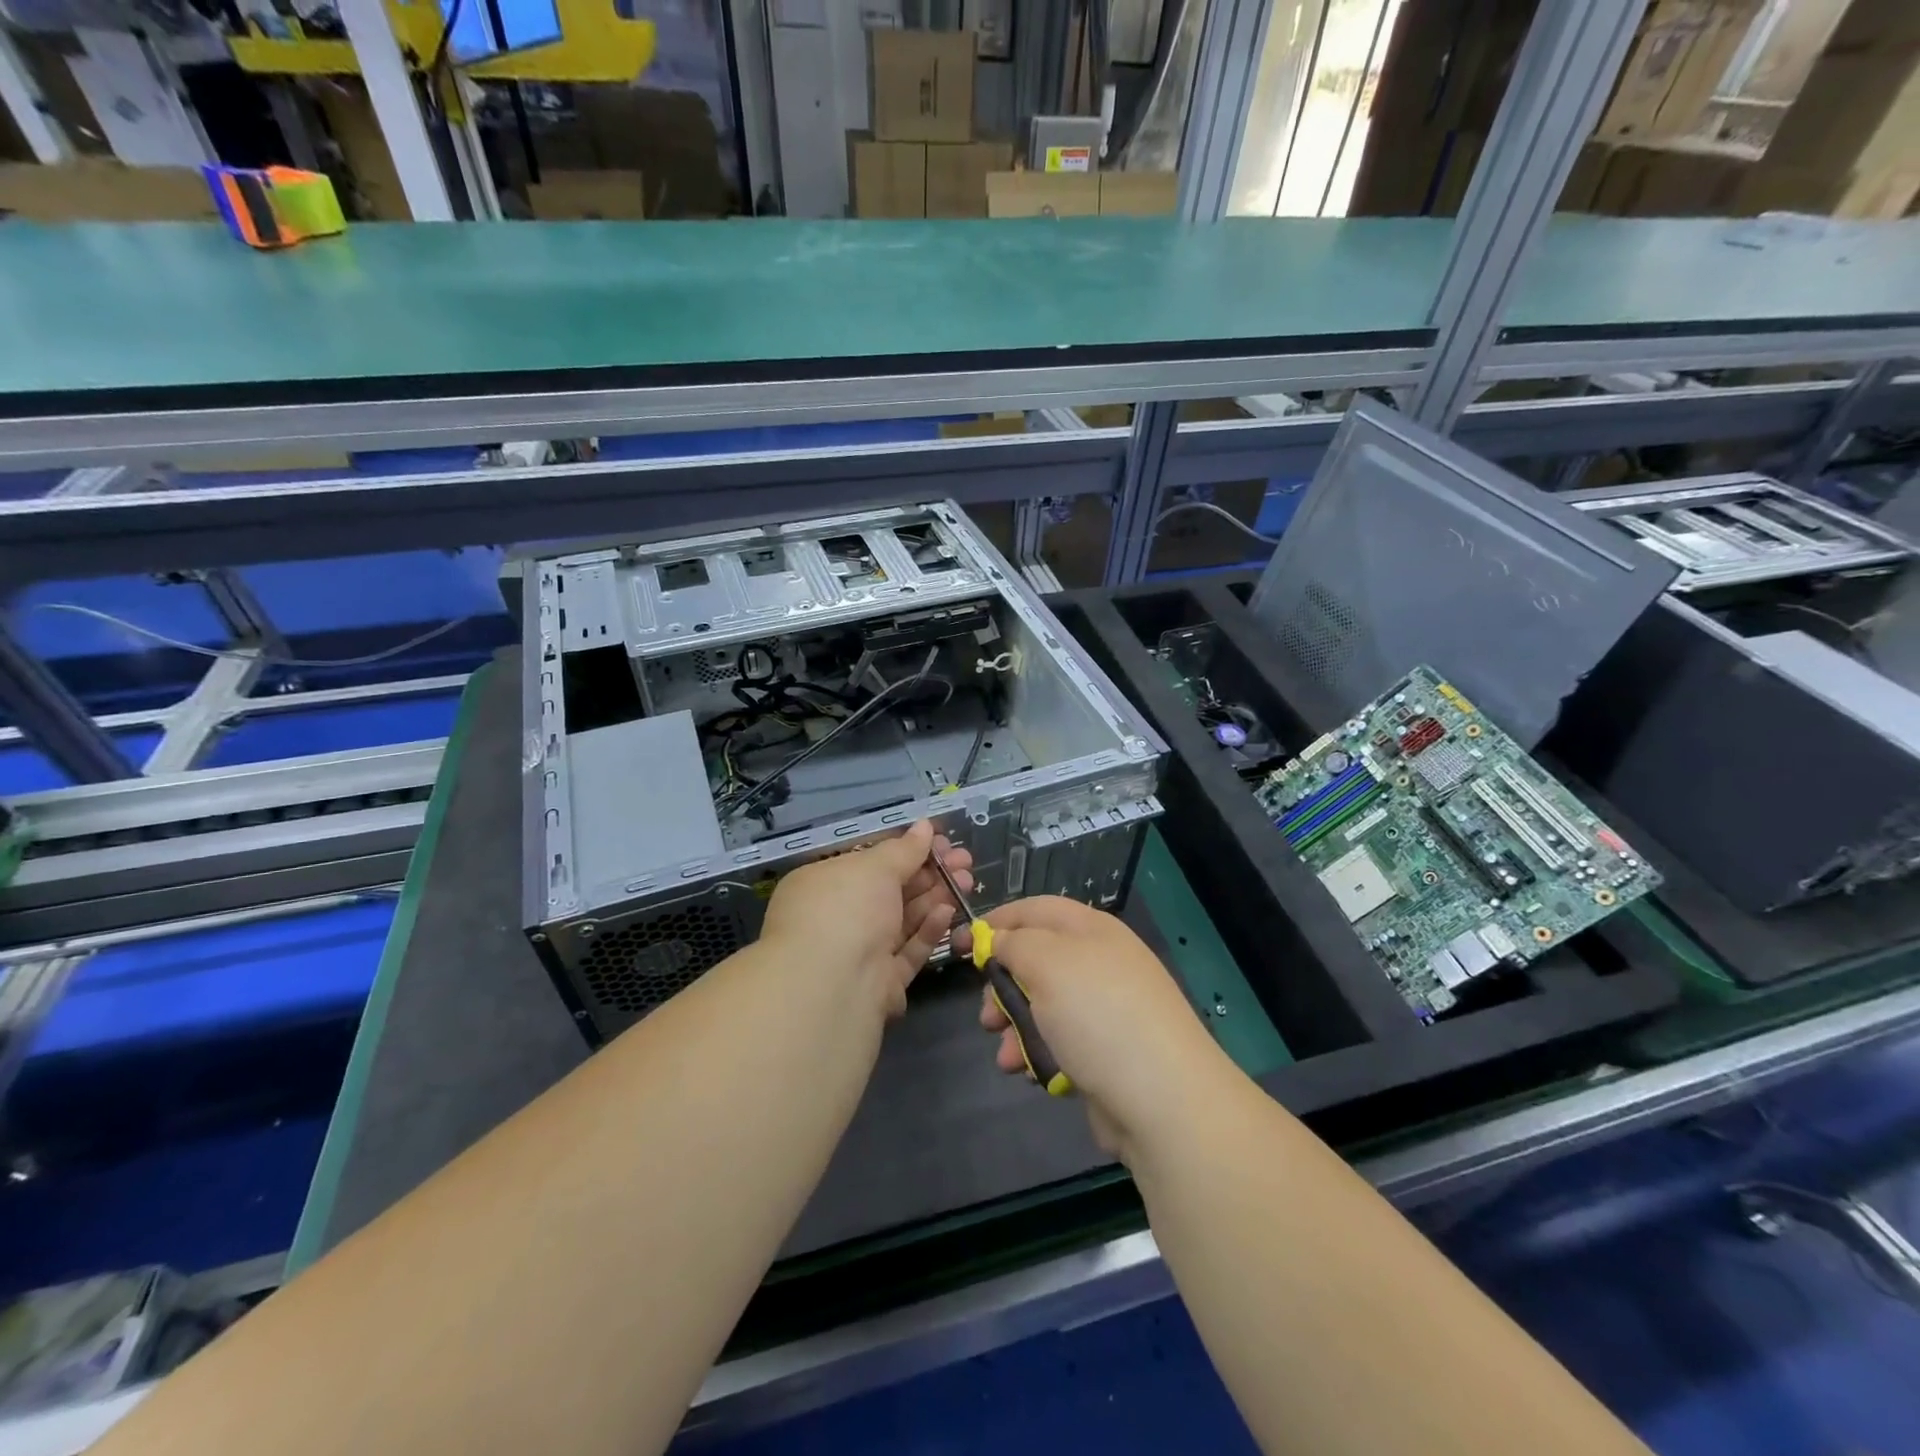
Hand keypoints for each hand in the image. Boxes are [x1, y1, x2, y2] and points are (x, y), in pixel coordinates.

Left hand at [761, 821, 972, 1020]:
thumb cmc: (845, 909)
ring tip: (967, 881)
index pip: (868, 861)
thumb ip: (904, 849)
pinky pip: (907, 951)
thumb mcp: (874, 868)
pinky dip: (928, 930)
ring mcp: (858, 952)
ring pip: (903, 920)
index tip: (940, 841)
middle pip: (890, 890)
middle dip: (929, 873)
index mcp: (822, 884)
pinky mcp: (880, 982)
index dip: (906, 849)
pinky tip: (948, 911)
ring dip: (935, 897)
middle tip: (964, 861)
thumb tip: (925, 826)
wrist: (834, 986)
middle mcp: (837, 917)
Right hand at [959, 897, 1234, 1159]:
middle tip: (986, 1014)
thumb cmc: (1098, 1016)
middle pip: (1035, 959)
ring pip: (1042, 1005)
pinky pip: (1059, 1040)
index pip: (1035, 910)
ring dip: (1014, 1026)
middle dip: (1002, 985)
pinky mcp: (1105, 1051)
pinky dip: (1038, 1052)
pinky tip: (1029, 1072)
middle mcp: (1100, 962)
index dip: (996, 922)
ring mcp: (1105, 1009)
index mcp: (1091, 930)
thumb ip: (1014, 943)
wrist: (1163, 1100)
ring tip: (1005, 1055)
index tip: (960, 945)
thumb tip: (997, 938)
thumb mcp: (1047, 963)